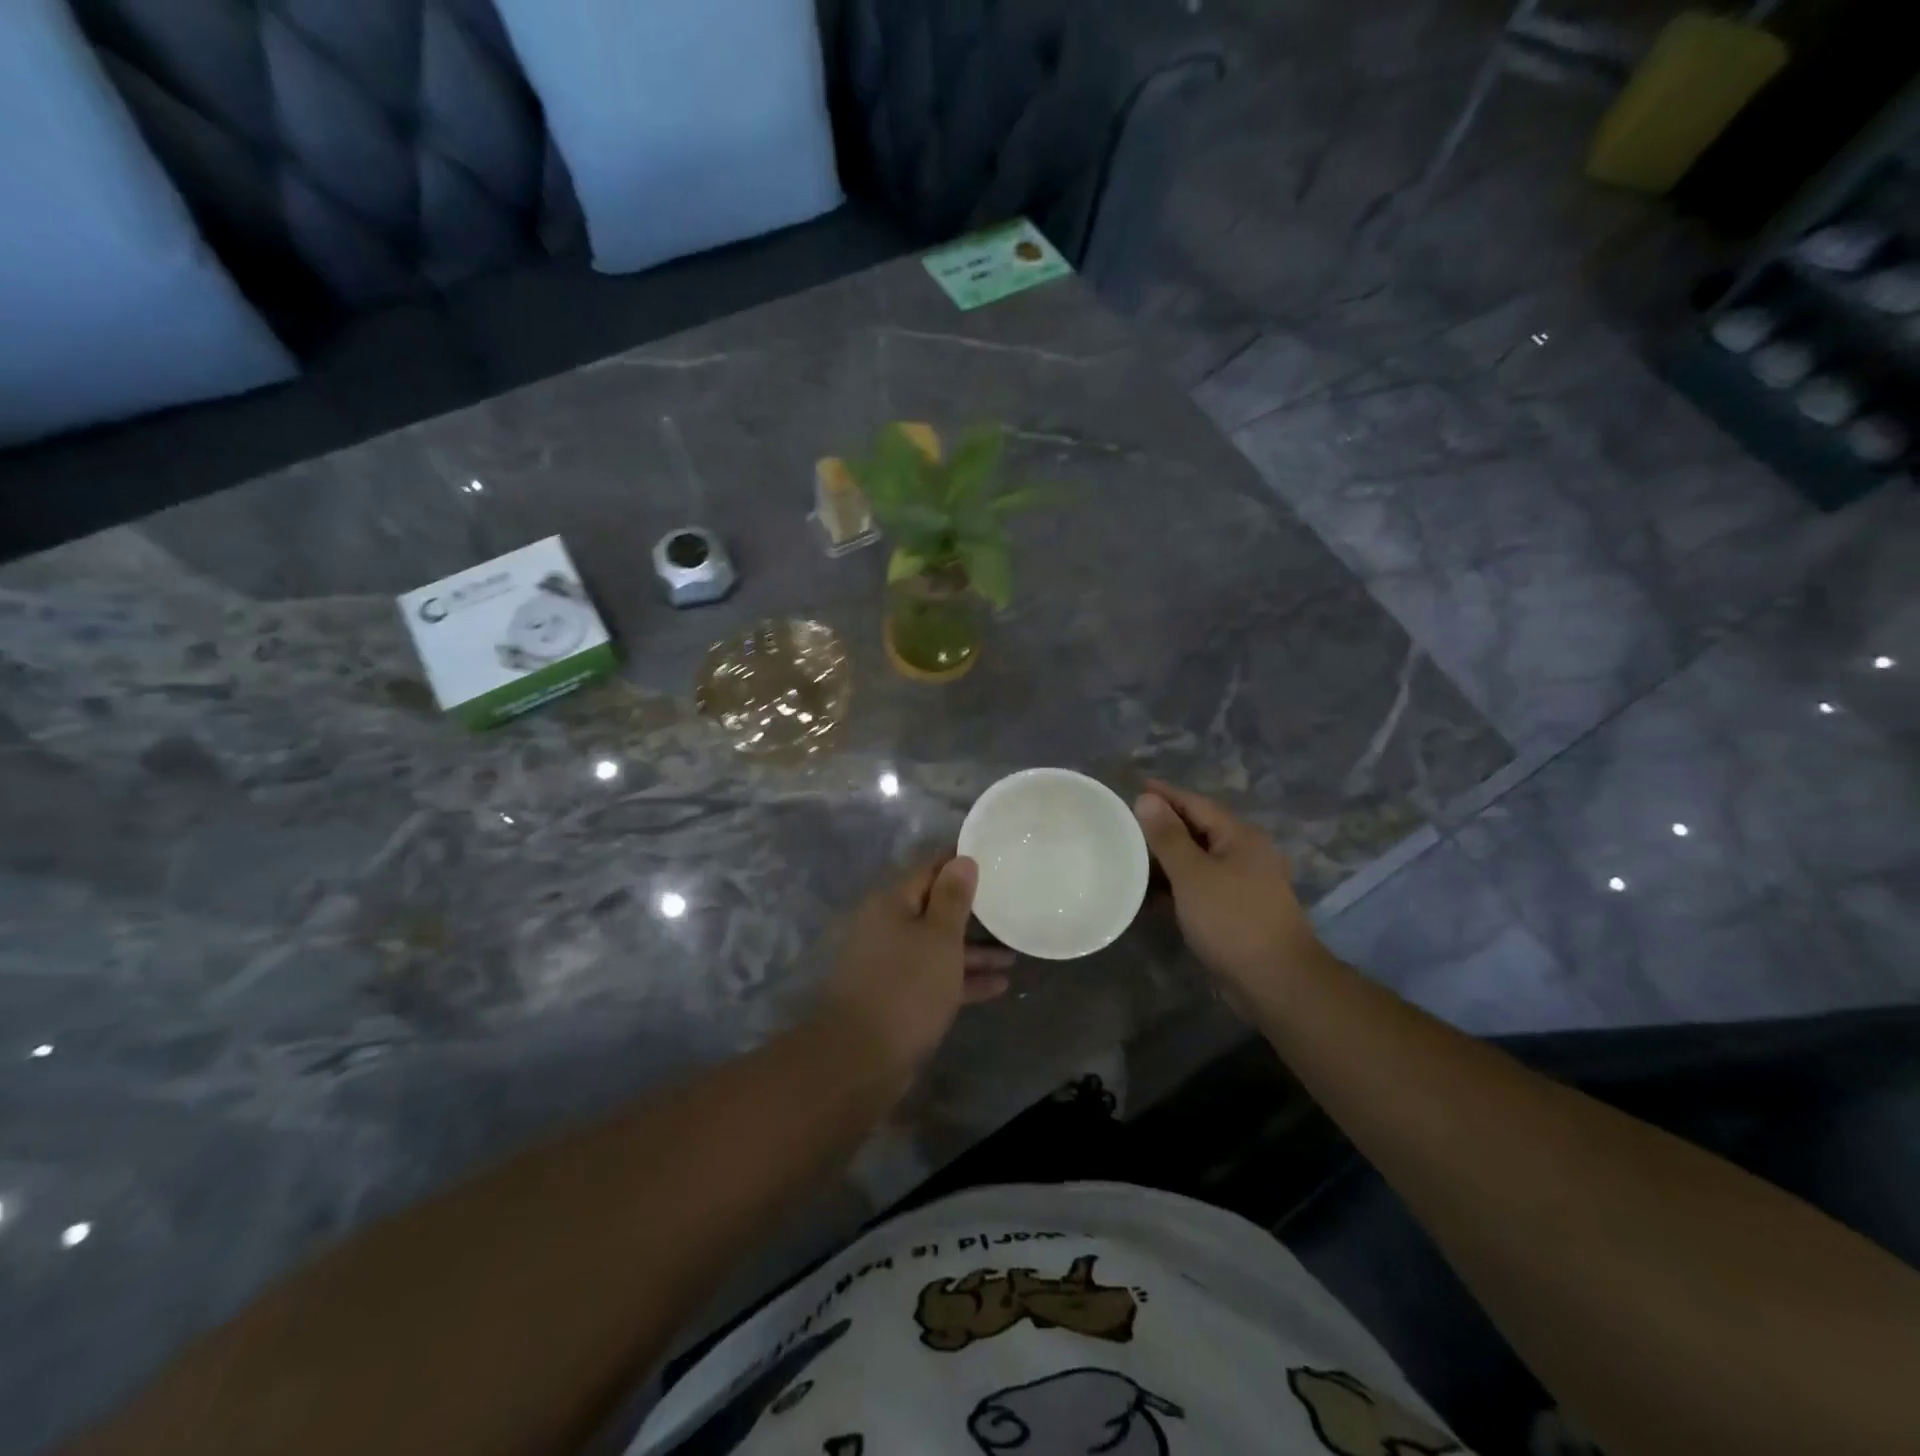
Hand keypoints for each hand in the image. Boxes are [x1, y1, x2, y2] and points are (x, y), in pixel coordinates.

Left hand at [814, 854, 1014, 1086]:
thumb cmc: (907, 986)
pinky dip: (963, 978)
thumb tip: (961, 859)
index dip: (960, 863)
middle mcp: (887, 927)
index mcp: (892, 903)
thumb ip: (953, 898)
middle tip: (1009, 905)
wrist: (861, 1058)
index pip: (930, 870)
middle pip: (934, 909)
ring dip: (973, 950)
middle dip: (972, 911)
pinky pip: (935, 977)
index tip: (993, 858)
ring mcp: (891, 964)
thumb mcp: (939, 937)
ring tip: (1014, 952)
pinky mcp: (897, 996)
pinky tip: (999, 985)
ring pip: (938, 946)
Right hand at [1134, 780, 1329, 1016]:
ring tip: (1130, 855)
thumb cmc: (1232, 919)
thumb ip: (1168, 836)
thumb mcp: (1193, 874)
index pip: (1196, 804)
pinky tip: (1149, 893)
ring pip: (1198, 861)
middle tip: (1126, 822)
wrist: (1276, 982)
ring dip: (1167, 858)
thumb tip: (1147, 799)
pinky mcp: (1235, 912)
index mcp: (1240, 837)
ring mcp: (1242, 885)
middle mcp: (1245, 855)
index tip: (1135, 786)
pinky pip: (1200, 888)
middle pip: (1198, 830)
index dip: (1165, 795)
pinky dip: (1176, 886)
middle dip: (1163, 825)